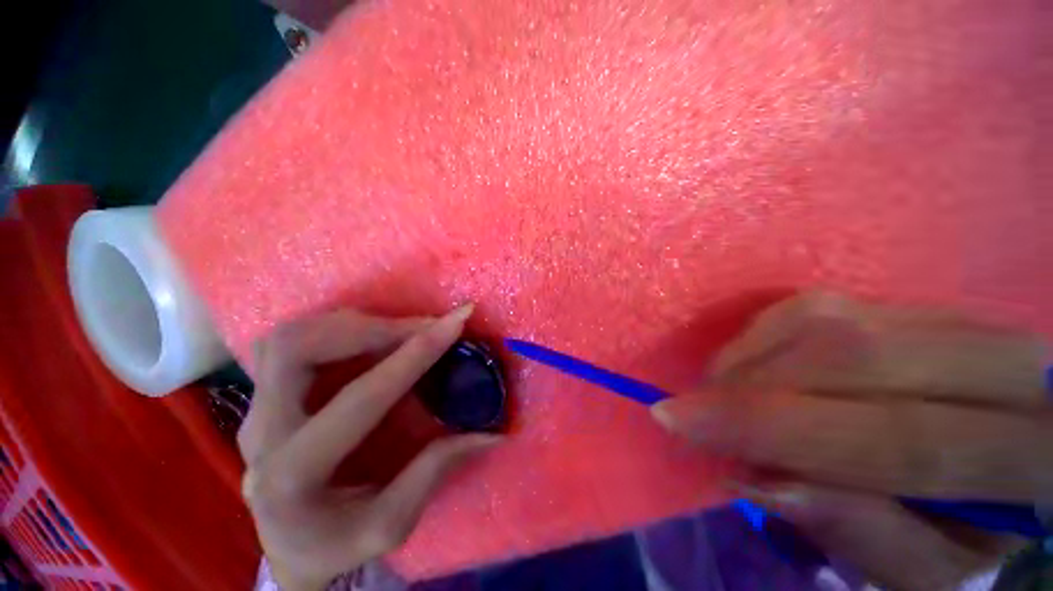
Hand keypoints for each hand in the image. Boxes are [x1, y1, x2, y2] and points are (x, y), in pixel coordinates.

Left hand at [238, 306, 500, 590]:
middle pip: (298, 349)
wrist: (288, 549)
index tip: (457, 322)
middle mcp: (262, 434)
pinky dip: (337, 329)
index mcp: (293, 477)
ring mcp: (255, 412)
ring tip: (401, 328)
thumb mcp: (390, 525)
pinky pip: (291, 343)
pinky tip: (371, 337)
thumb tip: (491, 433)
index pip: (363, 397)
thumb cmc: (337, 543)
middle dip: (371, 326)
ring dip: (353, 323)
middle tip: (422, 325)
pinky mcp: (263, 398)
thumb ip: (435, 471)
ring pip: (290, 337)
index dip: (417, 353)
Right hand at [653, 292, 1050, 590]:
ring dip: (750, 357)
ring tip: (716, 392)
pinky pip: (822, 304)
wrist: (1004, 458)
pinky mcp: (916, 304)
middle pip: (855, 360)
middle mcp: (1009, 366)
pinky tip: (747, 362)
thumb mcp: (921, 569)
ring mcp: (961, 320)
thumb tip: (759, 479)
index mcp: (1034, 455)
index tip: (678, 420)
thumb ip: (857, 532)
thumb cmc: (963, 538)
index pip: (900, 439)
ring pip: (831, 321)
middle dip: (749, 385)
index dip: (774, 429)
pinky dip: (765, 333)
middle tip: (684, 407)